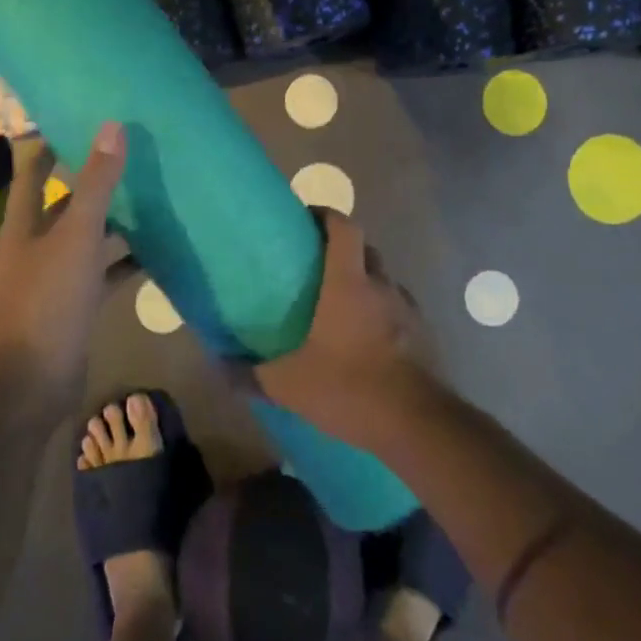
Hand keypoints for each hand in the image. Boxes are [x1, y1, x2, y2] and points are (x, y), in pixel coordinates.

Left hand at [0, 122, 126, 396]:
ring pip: (87, 242)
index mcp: (24, 226)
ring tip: (152, 201)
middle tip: (131, 160)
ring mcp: (54, 281)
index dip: (49, 148)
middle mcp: (35, 248)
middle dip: (91, 185)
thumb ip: (96, 184)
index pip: (32, 174)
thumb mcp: (76, 237)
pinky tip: (155, 256)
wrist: (30, 383)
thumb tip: (112, 126)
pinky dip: (124, 265)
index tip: (77, 122)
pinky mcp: (74, 309)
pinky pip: (102, 276)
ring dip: (114, 225)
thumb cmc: (47, 301)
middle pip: (63, 207)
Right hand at [251, 211, 432, 449]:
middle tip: (316, 266)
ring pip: (383, 280)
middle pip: (365, 249)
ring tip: (340, 305)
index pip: (344, 227)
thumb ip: (250, 374)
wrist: (416, 425)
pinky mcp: (423, 334)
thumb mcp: (288, 385)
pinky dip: (381, 312)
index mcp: (349, 283)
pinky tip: (366, 339)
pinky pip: (398, 309)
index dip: (326, 214)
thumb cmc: (349, 388)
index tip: (306, 219)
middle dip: (343, 248)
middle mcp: (381, 286)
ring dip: (364, 282)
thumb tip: (217, 366)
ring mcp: (407, 309)